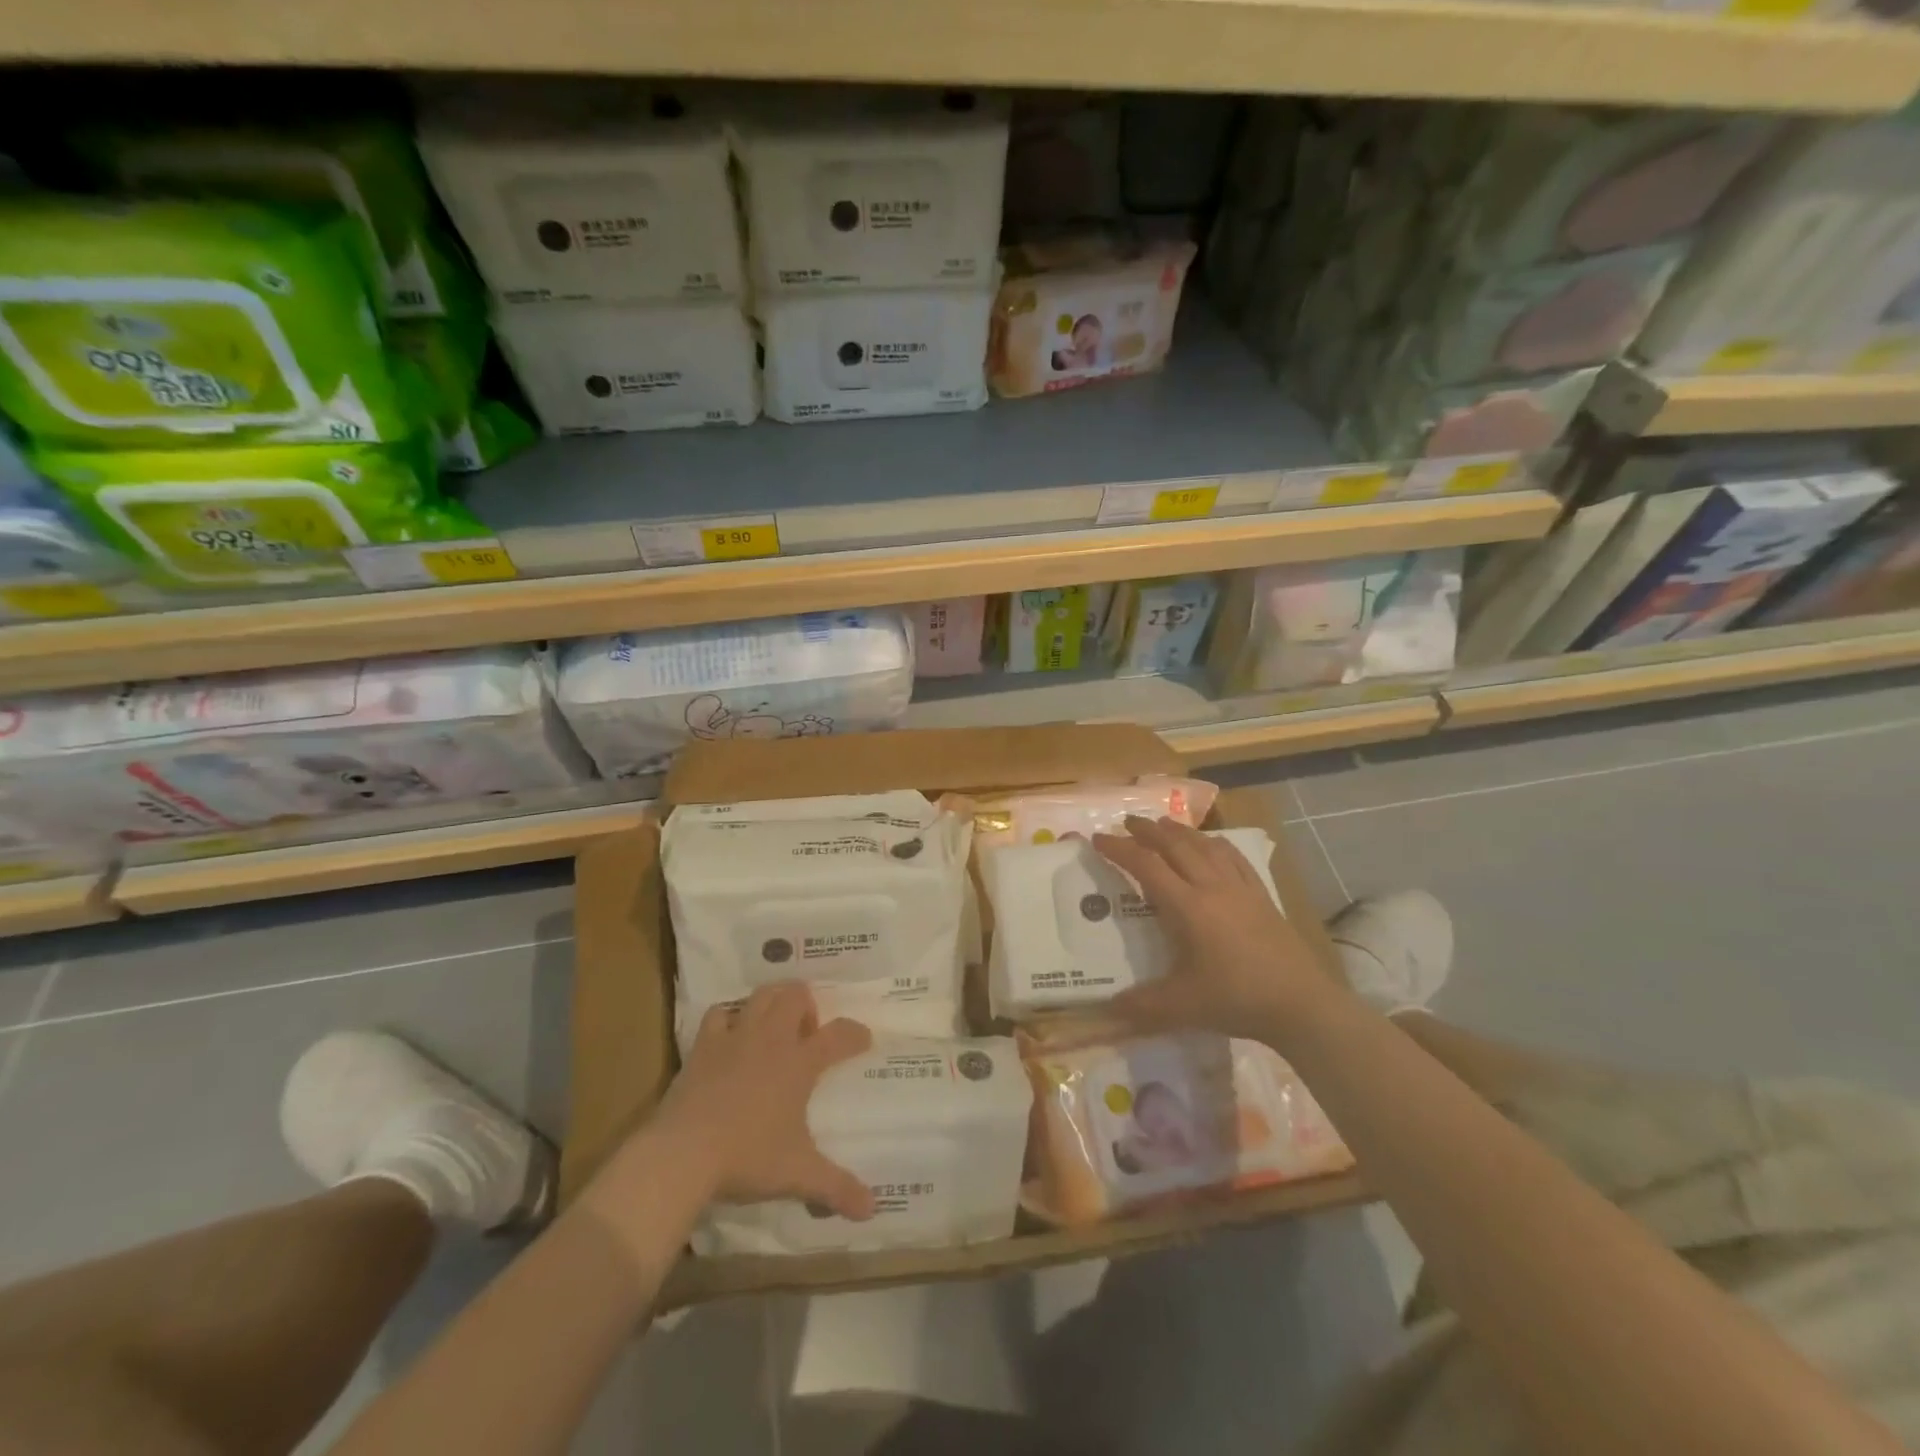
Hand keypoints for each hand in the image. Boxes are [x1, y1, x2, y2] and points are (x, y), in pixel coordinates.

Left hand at [652, 984, 875, 1218]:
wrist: (683, 1154)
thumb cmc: (748, 1158)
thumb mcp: (798, 1175)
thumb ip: (836, 1188)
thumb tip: (872, 1209)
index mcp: (800, 1063)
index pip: (839, 1036)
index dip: (855, 1034)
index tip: (863, 1039)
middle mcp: (772, 1039)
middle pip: (797, 995)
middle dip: (808, 1005)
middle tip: (806, 1035)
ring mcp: (735, 1037)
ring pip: (761, 995)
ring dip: (773, 1001)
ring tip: (775, 1025)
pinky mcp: (704, 1046)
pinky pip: (718, 1014)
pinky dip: (728, 1018)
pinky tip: (730, 1036)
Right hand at [1092, 815, 1335, 1042]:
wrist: (1301, 1004)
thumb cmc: (1237, 999)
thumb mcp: (1182, 1007)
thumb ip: (1142, 1005)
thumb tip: (1106, 1010)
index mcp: (1188, 907)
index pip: (1146, 866)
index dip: (1119, 849)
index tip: (1098, 838)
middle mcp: (1212, 887)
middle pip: (1176, 845)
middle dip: (1148, 830)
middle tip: (1127, 821)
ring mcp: (1240, 888)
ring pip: (1205, 846)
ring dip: (1180, 831)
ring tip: (1163, 824)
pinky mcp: (1262, 895)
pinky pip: (1234, 858)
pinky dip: (1215, 843)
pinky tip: (1211, 843)